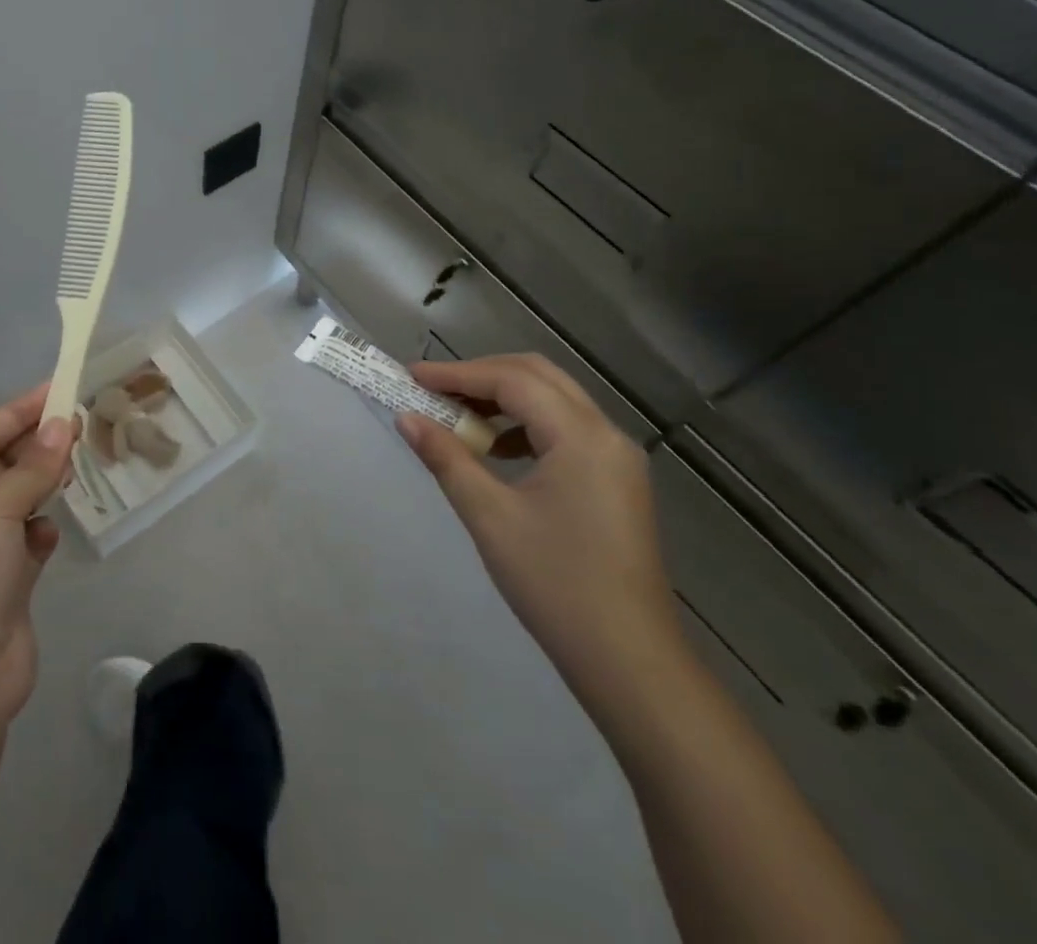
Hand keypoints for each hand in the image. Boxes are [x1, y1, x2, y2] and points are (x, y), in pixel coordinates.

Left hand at [0, 385, 74, 727]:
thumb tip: (62, 424)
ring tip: (74, 469)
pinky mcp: (2, 588)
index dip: (17, 412)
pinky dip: (39, 534)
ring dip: (41, 487)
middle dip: (35, 447)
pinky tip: (49, 536)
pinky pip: (25, 543)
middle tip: (79, 424)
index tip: (58, 389)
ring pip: (16, 503)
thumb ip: (32, 466)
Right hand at [396, 355, 683, 711]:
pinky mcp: (615, 481)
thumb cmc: (556, 584)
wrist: (629, 663)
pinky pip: (565, 430)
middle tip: (432, 389)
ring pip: (553, 400)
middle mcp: (606, 435)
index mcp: (582, 437)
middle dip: (480, 376)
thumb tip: (407, 418)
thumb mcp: (490, 517)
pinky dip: (525, 425)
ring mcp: (616, 459)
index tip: (411, 376)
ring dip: (503, 398)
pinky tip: (496, 451)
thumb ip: (446, 458)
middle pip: (537, 376)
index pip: (512, 380)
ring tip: (457, 417)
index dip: (457, 373)